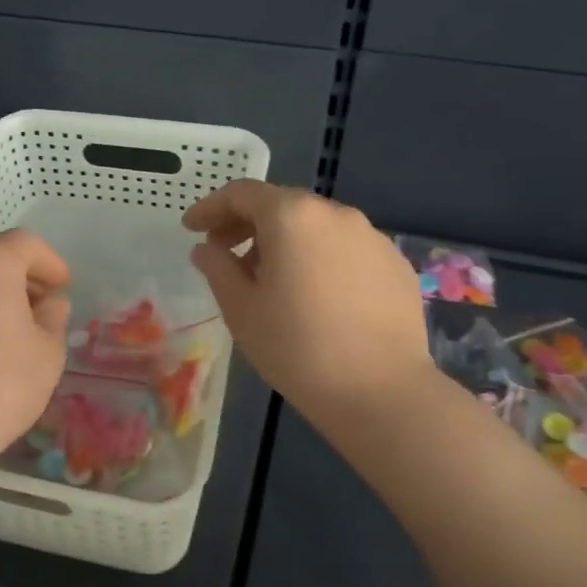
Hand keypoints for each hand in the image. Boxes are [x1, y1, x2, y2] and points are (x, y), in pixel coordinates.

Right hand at [185, 181, 430, 434]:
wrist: (381, 392)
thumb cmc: (296, 347)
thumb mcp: (240, 308)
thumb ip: (217, 267)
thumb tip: (206, 248)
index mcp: (292, 216)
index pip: (242, 193)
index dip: (210, 207)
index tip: (191, 228)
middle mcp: (335, 214)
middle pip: (281, 205)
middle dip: (246, 224)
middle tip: (223, 252)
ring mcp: (372, 237)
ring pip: (316, 227)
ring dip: (284, 241)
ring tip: (269, 278)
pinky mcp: (396, 265)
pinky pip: (346, 250)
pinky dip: (320, 258)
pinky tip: (314, 295)